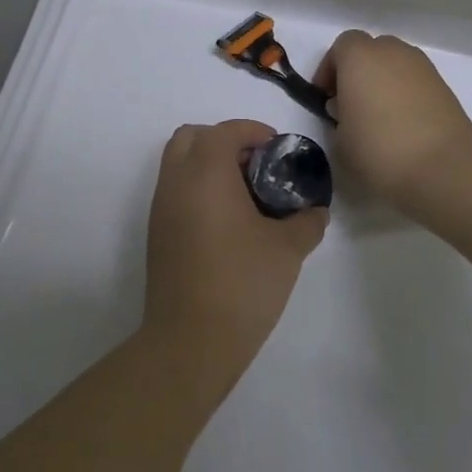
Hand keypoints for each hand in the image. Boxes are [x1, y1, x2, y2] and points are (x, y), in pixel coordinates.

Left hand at [142, 119, 328, 375]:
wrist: (191, 341)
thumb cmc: (243, 283)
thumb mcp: (288, 250)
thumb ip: (307, 222)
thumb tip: (314, 213)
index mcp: (206, 174)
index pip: (224, 131)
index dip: (253, 131)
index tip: (277, 149)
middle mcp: (176, 183)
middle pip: (191, 137)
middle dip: (224, 141)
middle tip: (256, 166)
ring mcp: (160, 209)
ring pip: (178, 164)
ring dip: (208, 165)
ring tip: (244, 195)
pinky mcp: (157, 234)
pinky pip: (175, 192)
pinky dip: (198, 189)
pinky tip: (227, 223)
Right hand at [314, 30, 471, 212]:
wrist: (443, 168)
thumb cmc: (379, 151)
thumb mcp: (340, 141)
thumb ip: (339, 118)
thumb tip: (352, 111)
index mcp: (360, 57)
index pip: (342, 46)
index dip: (331, 69)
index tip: (326, 98)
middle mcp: (393, 52)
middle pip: (371, 50)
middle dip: (359, 72)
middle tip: (351, 105)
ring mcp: (423, 67)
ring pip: (396, 64)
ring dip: (384, 82)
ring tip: (378, 118)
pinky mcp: (445, 87)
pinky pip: (415, 82)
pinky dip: (406, 94)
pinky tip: (403, 125)